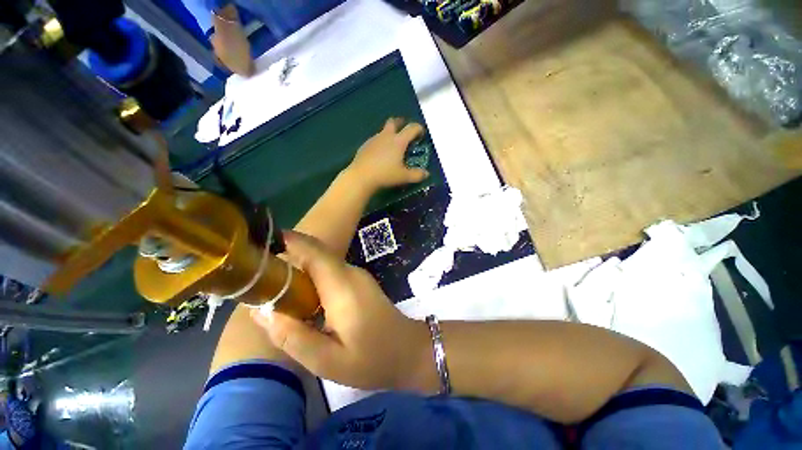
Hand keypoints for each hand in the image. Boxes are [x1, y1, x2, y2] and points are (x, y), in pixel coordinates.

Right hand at [251, 231, 434, 390]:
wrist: (408, 350)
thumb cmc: (372, 359)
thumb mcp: (328, 360)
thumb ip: (293, 336)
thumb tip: (262, 311)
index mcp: (342, 285)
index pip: (314, 251)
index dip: (288, 241)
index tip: (259, 242)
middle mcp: (350, 272)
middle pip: (315, 253)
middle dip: (286, 255)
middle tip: (255, 272)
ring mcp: (357, 275)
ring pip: (322, 261)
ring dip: (297, 267)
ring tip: (270, 286)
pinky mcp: (358, 282)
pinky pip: (329, 271)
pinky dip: (310, 277)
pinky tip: (298, 297)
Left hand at [345, 118, 429, 190]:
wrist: (361, 177)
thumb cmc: (385, 175)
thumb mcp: (404, 177)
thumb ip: (417, 175)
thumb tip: (426, 174)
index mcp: (398, 141)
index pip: (411, 128)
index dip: (419, 128)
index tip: (422, 133)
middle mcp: (386, 136)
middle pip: (394, 122)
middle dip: (401, 123)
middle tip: (404, 130)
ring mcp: (373, 139)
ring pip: (383, 131)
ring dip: (389, 135)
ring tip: (392, 147)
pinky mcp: (364, 146)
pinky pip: (375, 141)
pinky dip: (380, 144)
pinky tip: (379, 155)